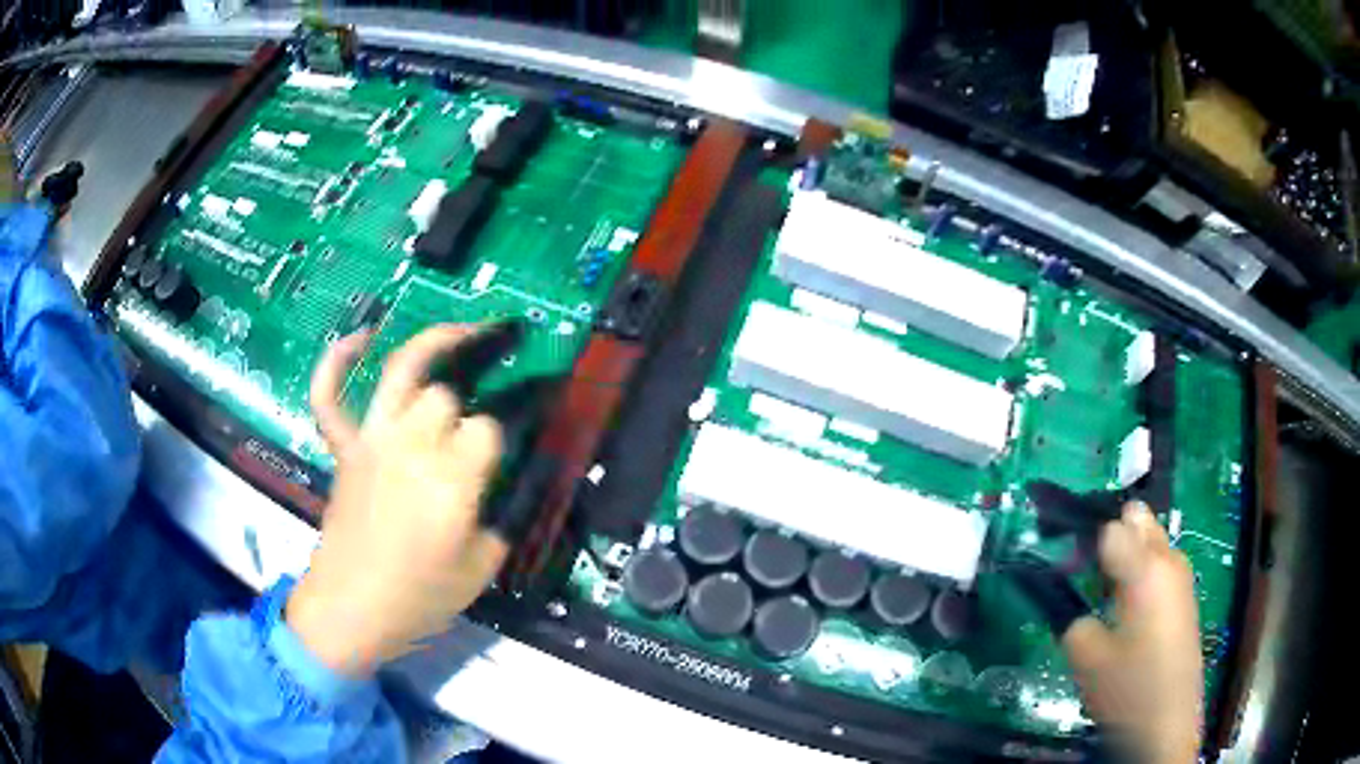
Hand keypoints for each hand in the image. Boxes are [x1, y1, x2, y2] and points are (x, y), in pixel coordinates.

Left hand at [286, 326, 508, 677]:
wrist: (350, 611)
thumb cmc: (419, 598)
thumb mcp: (482, 568)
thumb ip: (504, 518)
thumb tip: (518, 481)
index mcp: (451, 479)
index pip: (489, 428)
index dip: (505, 435)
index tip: (511, 449)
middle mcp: (411, 445)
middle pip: (447, 394)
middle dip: (467, 407)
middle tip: (475, 430)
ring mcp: (371, 441)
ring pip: (401, 372)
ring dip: (433, 342)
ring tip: (466, 329)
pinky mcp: (344, 449)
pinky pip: (330, 396)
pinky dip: (336, 361)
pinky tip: (360, 337)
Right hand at [1063, 503, 1202, 763]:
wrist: (1168, 724)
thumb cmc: (1129, 690)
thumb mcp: (1087, 659)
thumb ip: (1073, 618)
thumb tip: (1069, 596)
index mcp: (1146, 568)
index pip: (1111, 527)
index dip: (1084, 540)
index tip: (1065, 565)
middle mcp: (1168, 559)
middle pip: (1138, 519)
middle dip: (1110, 535)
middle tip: (1085, 573)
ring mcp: (1180, 576)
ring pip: (1150, 540)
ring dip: (1125, 554)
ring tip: (1102, 593)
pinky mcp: (1183, 595)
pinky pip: (1158, 564)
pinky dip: (1138, 572)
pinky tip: (1125, 610)